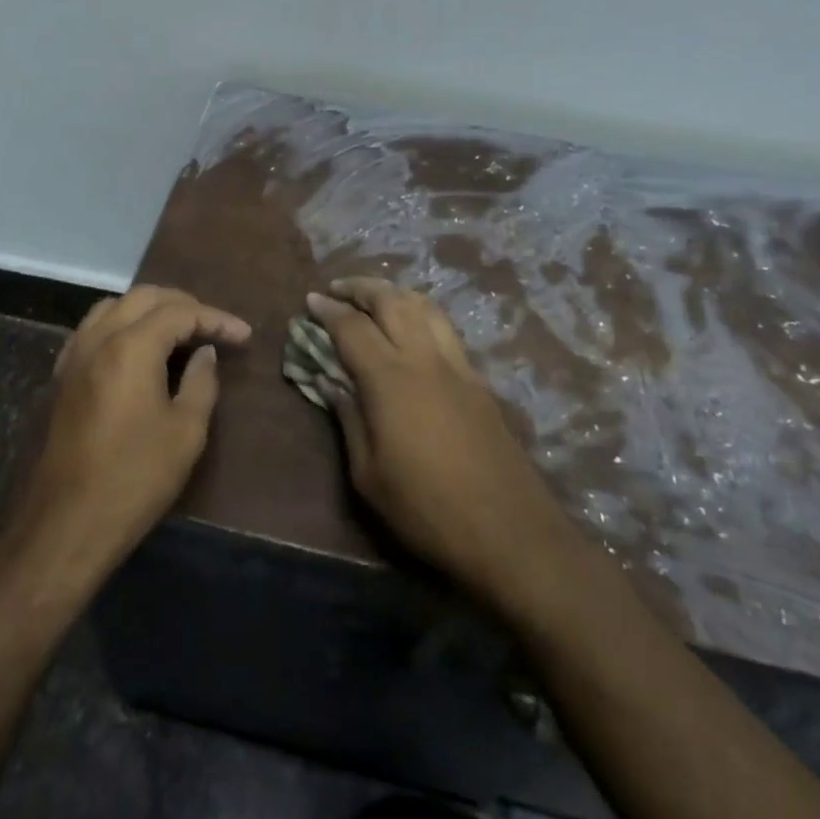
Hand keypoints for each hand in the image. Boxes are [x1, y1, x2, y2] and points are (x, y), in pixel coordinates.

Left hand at [5, 285, 250, 575]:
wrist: (64, 527)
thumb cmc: (134, 480)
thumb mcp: (186, 433)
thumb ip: (201, 382)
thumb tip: (204, 353)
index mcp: (130, 347)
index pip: (180, 313)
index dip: (217, 319)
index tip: (244, 336)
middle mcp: (98, 339)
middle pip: (144, 297)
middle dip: (183, 305)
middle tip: (212, 327)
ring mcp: (73, 356)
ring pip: (113, 307)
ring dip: (148, 309)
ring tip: (177, 331)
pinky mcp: (60, 377)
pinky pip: (92, 329)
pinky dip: (120, 325)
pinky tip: (136, 350)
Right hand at [306, 279, 579, 608]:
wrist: (508, 531)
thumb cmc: (426, 509)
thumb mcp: (368, 475)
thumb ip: (347, 419)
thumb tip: (328, 381)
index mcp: (389, 379)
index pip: (352, 327)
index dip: (328, 310)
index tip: (310, 300)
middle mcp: (424, 358)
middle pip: (391, 301)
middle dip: (361, 287)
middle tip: (337, 289)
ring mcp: (457, 365)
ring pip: (424, 306)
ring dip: (394, 292)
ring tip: (375, 297)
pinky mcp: (478, 379)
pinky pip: (444, 327)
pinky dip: (420, 312)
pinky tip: (413, 327)